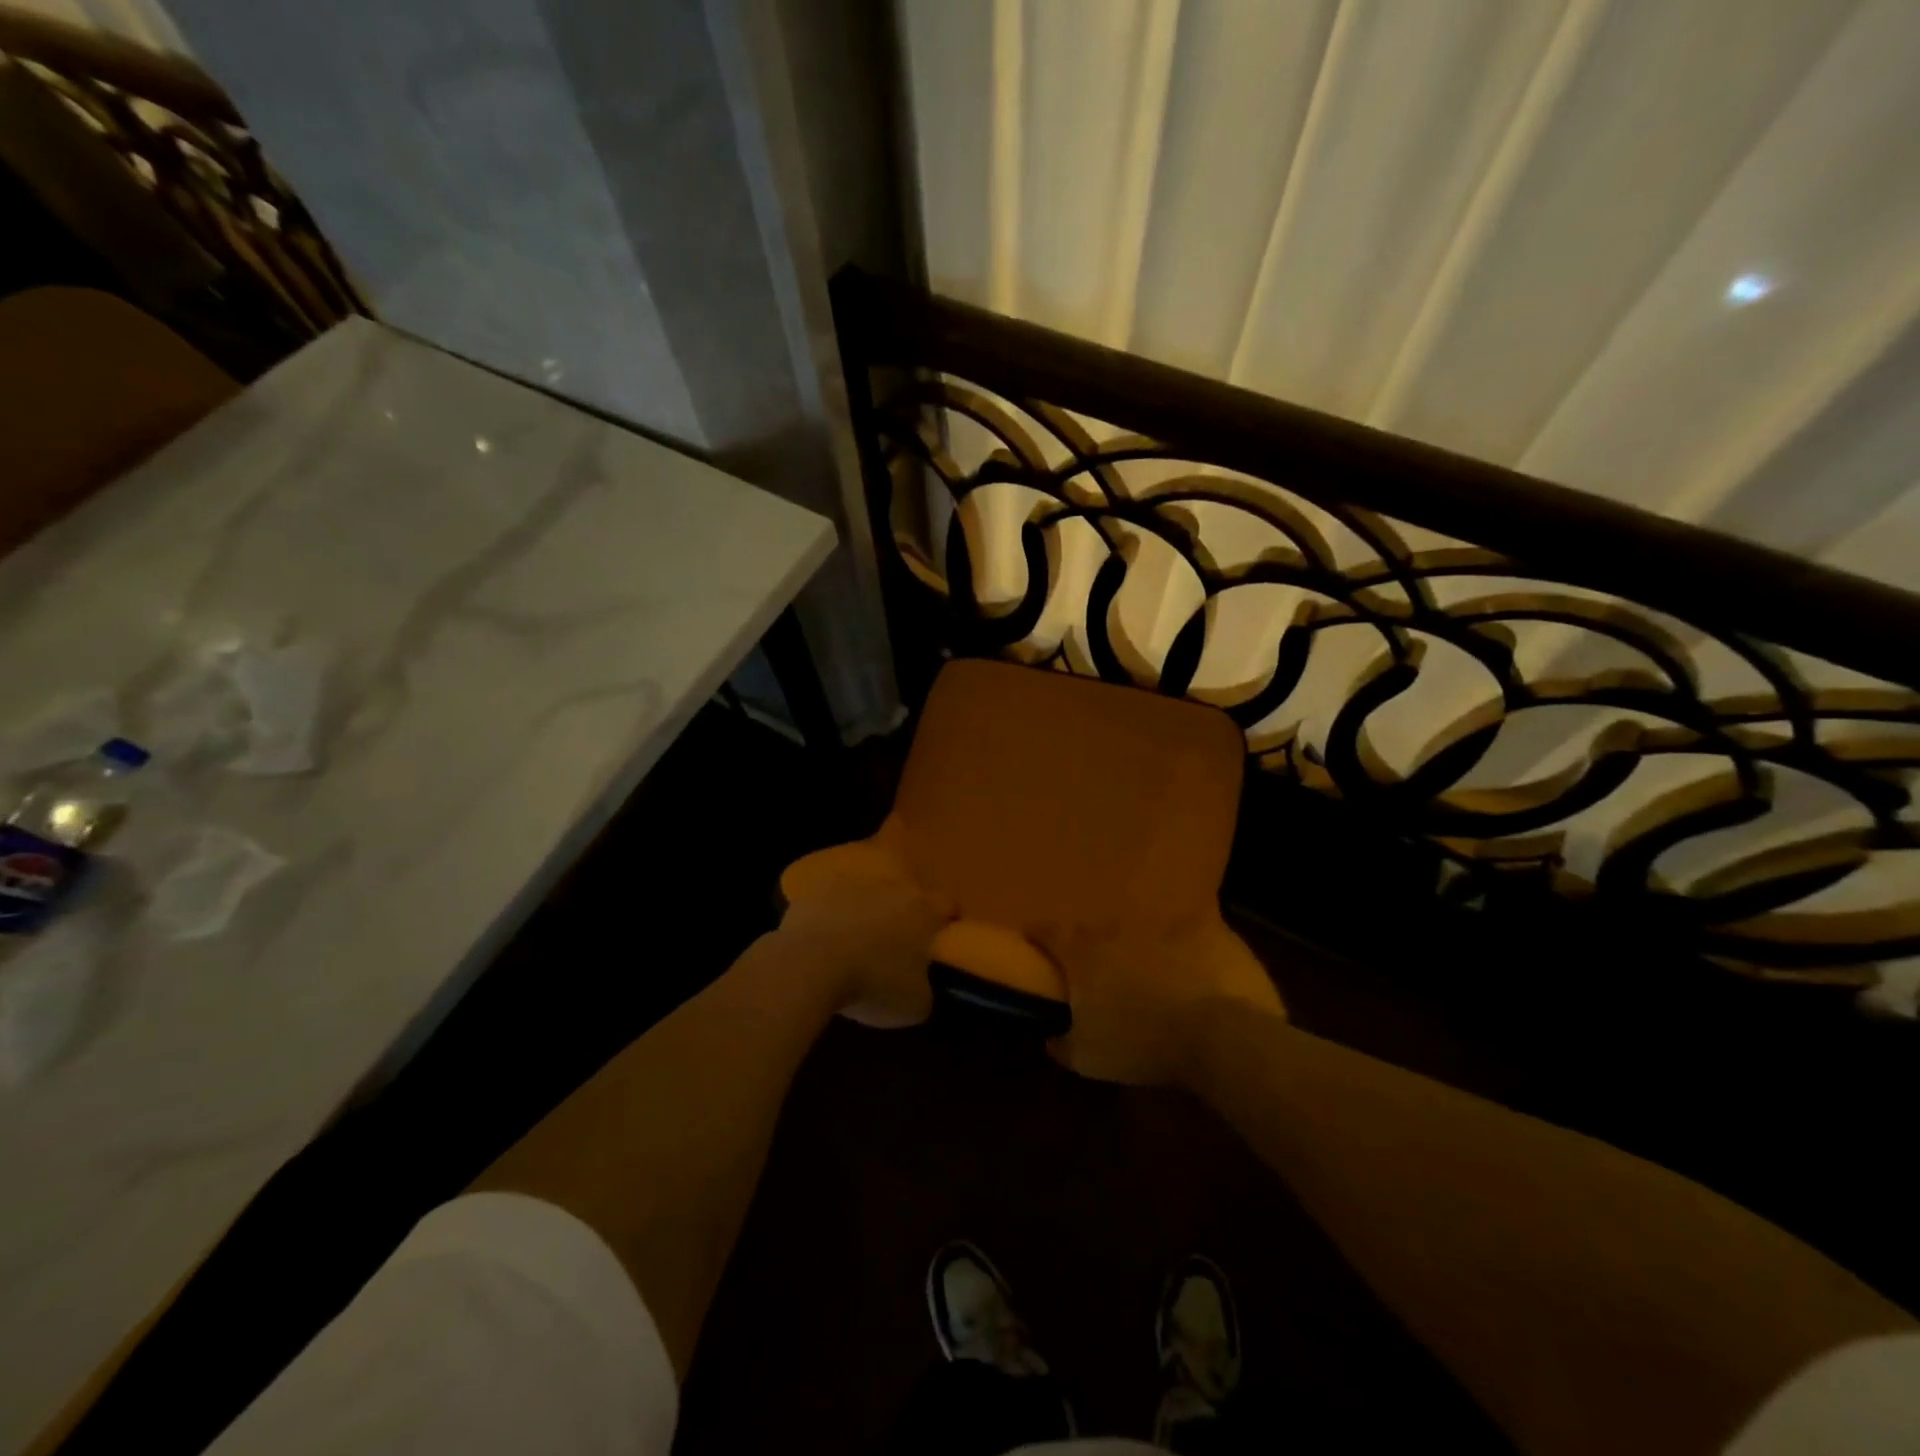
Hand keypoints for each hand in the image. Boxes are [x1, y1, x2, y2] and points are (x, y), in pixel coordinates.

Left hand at [776, 865, 953, 1027]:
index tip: (942, 937)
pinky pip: (829, 901)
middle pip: (905, 894)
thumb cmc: (873, 984)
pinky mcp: (815, 890)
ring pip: (866, 894)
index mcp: (923, 910)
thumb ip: (925, 989)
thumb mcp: (915, 1005)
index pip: (947, 904)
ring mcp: (851, 884)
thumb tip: (920, 985)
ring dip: (865, 912)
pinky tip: (820, 941)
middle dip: (903, 914)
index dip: (948, 920)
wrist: (809, 966)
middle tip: (896, 944)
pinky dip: (829, 917)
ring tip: (854, 943)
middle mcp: (891, 887)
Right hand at [1036, 918, 1281, 1086]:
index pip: (1049, 933)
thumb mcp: (1088, 1058)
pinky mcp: (1209, 930)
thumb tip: (1051, 1037)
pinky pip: (1193, 933)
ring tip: (1151, 972)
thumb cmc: (1142, 1045)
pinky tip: (1199, 971)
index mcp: (1084, 954)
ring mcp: (1166, 925)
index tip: (1034, 942)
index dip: (1038, 936)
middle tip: (1099, 969)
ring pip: (1146, 930)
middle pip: (1097, 931)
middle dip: (1095, 947)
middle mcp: (1120, 929)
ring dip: (1143, 947)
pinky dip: (1191, 948)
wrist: (1220, 1034)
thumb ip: (1062, 1043)